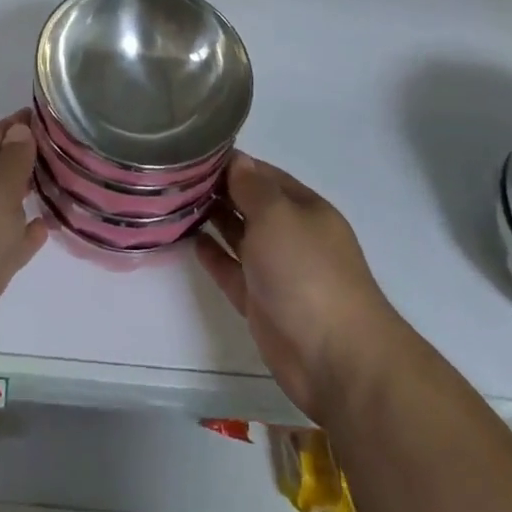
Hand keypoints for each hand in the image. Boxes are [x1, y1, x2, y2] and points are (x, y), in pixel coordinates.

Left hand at [0, 111, 48, 392]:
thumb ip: (11, 160)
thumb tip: (19, 129)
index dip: (19, 125)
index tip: (51, 116)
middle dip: (27, 157)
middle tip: (66, 150)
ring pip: (5, 206)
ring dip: (28, 194)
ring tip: (63, 184)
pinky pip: (9, 242)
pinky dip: (26, 233)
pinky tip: (46, 228)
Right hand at [195, 153, 406, 423]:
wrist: (335, 358)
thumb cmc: (307, 272)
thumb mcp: (277, 216)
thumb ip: (252, 187)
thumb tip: (237, 161)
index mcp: (304, 209)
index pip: (264, 175)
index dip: (233, 163)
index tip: (194, 152)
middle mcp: (291, 235)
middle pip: (250, 204)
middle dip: (218, 189)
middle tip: (176, 176)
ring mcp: (276, 270)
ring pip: (240, 236)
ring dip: (213, 219)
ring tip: (175, 202)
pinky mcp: (261, 302)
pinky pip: (232, 271)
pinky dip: (214, 256)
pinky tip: (192, 241)